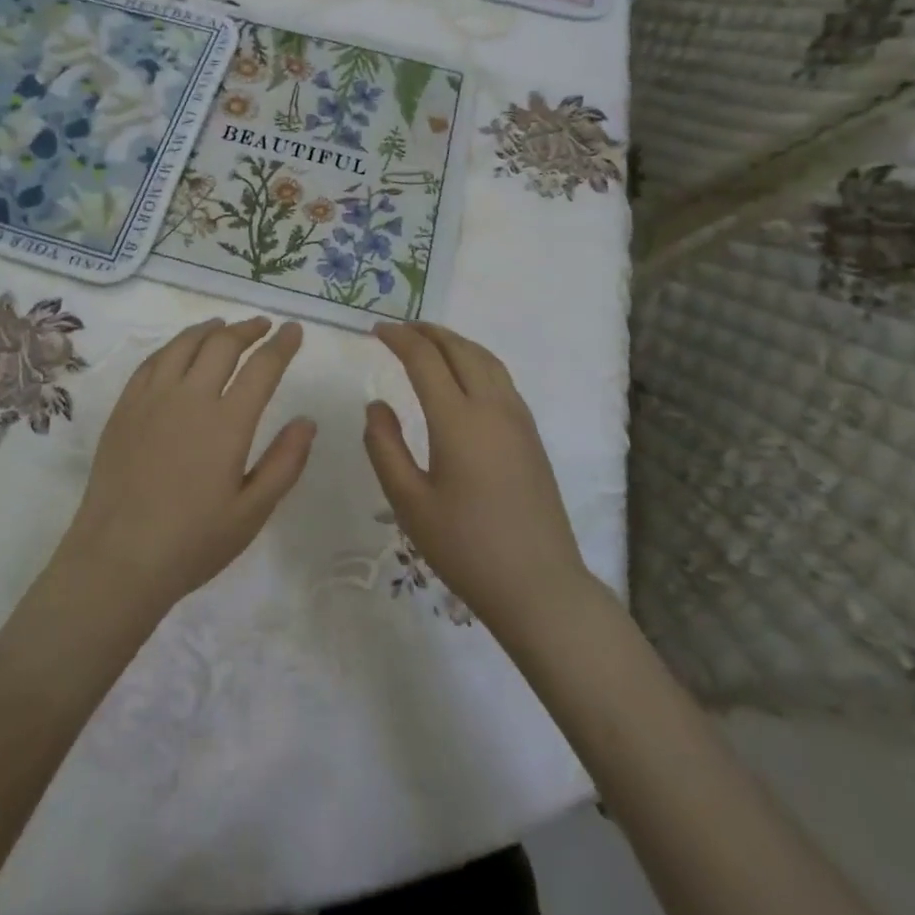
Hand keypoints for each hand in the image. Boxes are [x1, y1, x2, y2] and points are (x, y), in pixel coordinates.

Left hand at [56, 317, 314, 615]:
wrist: (118, 558)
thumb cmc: (193, 542)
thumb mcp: (252, 512)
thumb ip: (284, 463)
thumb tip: (307, 421)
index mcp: (227, 423)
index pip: (262, 367)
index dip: (282, 344)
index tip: (294, 330)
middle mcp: (190, 398)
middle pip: (222, 345)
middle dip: (248, 329)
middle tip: (263, 325)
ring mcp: (152, 399)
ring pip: (184, 345)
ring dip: (209, 329)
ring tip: (223, 326)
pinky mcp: (125, 407)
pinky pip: (152, 361)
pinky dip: (173, 346)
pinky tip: (179, 350)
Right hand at [365, 322, 593, 634]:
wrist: (539, 585)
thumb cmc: (465, 547)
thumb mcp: (409, 502)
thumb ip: (385, 447)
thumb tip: (377, 405)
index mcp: (458, 420)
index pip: (425, 359)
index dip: (399, 338)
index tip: (376, 330)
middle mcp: (492, 408)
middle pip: (460, 349)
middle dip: (428, 331)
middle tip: (399, 328)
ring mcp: (518, 420)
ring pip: (486, 360)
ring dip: (455, 342)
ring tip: (429, 342)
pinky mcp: (531, 436)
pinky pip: (501, 378)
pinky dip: (476, 360)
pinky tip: (464, 376)